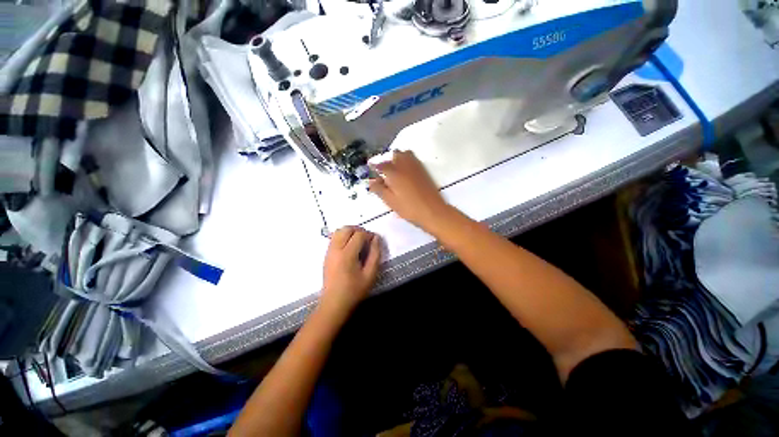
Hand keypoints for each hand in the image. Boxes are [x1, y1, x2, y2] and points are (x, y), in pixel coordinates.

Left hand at [321, 227, 381, 314]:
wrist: (334, 303)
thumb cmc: (354, 290)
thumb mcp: (370, 274)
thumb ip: (375, 254)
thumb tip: (376, 238)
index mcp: (347, 254)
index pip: (359, 234)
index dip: (369, 235)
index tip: (375, 241)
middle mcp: (336, 249)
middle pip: (347, 229)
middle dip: (359, 230)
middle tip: (367, 239)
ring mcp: (329, 251)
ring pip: (339, 231)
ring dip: (350, 232)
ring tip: (359, 241)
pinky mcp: (326, 254)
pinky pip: (334, 238)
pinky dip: (343, 236)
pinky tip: (350, 247)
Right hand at [369, 150, 451, 230]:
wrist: (432, 210)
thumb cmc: (408, 207)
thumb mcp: (390, 201)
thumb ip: (378, 189)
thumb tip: (371, 181)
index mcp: (394, 172)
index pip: (380, 164)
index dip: (374, 166)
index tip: (370, 168)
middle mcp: (404, 164)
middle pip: (394, 154)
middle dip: (388, 160)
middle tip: (384, 171)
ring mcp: (416, 166)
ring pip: (405, 154)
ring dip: (398, 158)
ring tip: (395, 171)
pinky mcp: (423, 170)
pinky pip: (413, 159)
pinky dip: (406, 161)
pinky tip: (405, 173)